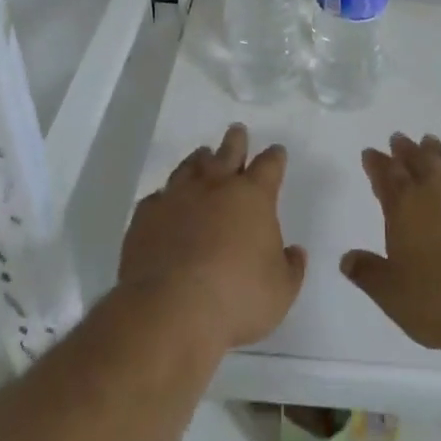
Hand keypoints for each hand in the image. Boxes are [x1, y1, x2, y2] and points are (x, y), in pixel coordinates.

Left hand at [120, 123, 306, 353]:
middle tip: (237, 131)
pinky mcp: (146, 216)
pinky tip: (165, 200)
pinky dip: (165, 196)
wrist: (170, 309)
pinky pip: (158, 197)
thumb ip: (291, 268)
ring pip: (190, 167)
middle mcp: (215, 187)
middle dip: (235, 141)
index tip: (277, 152)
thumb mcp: (281, 291)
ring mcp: (177, 197)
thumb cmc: (237, 298)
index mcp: (253, 197)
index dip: (275, 157)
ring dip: (199, 160)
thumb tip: (294, 252)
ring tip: (202, 155)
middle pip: (228, 152)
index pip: (269, 166)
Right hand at [342, 133, 440, 350]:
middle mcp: (438, 190)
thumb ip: (370, 275)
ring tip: (432, 142)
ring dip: (438, 150)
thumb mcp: (396, 298)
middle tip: (399, 138)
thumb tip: (347, 258)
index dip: (376, 163)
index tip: (371, 152)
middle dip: (405, 149)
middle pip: (418, 160)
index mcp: (406, 206)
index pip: (386, 176)